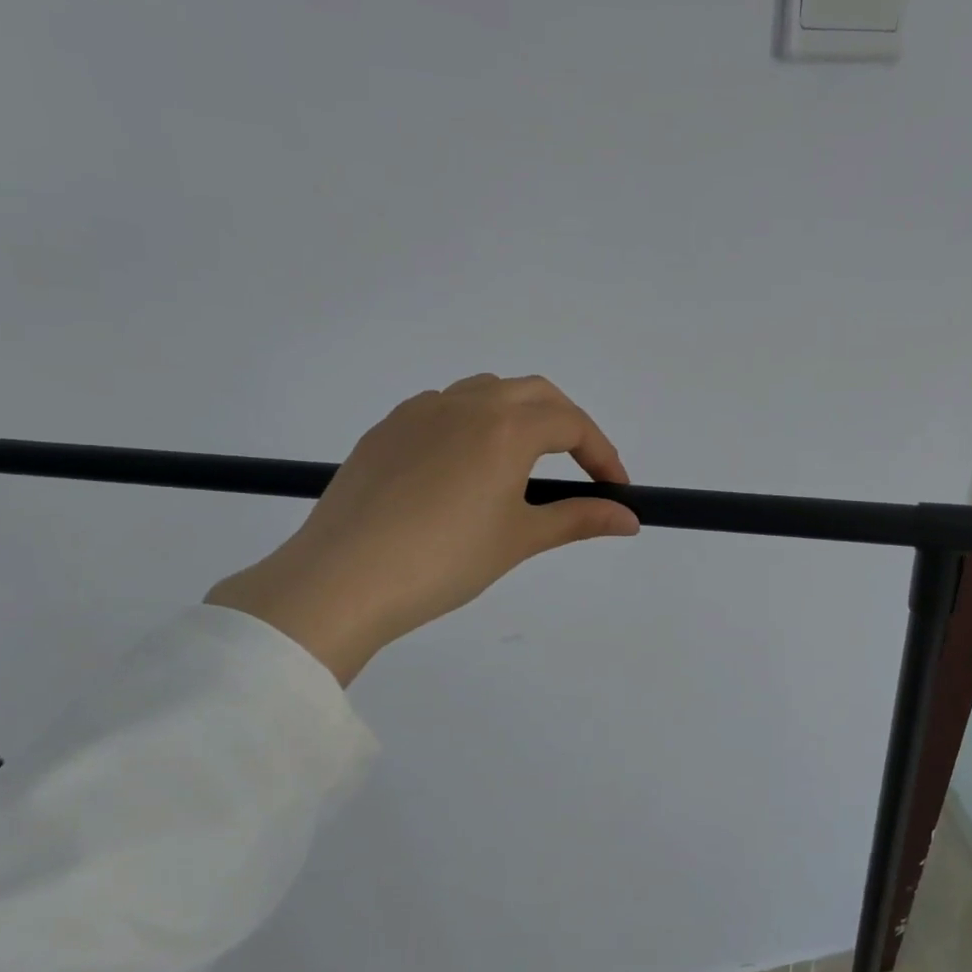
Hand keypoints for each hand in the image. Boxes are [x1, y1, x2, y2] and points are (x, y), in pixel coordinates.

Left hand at [206, 375, 638, 683]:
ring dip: (519, 415)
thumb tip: (629, 519)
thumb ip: (579, 519)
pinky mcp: (387, 430)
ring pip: (486, 392)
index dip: (602, 454)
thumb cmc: (445, 560)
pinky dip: (474, 423)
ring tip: (524, 463)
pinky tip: (465, 468)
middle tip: (580, 467)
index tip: (615, 490)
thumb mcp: (520, 539)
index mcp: (504, 427)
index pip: (571, 425)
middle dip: (567, 424)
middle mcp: (464, 404)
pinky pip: (444, 409)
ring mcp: (419, 412)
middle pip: (534, 393)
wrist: (342, 579)